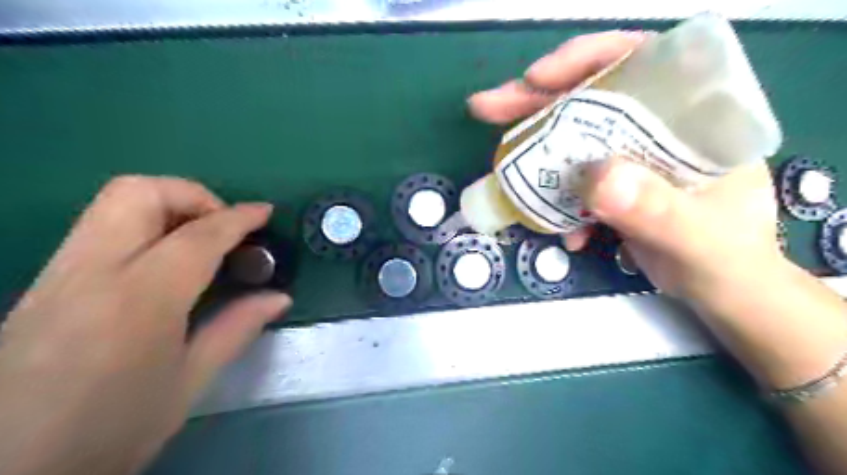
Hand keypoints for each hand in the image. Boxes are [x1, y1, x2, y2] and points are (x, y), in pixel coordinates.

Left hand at [0, 177, 290, 472]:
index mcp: (140, 301)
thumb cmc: (111, 430)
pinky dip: (143, 226)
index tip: (265, 212)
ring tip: (198, 240)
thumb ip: (237, 328)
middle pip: (138, 192)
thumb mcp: (189, 383)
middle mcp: (91, 272)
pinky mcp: (43, 283)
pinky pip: (99, 229)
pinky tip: (163, 262)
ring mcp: (58, 274)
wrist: (3, 474)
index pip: (198, 236)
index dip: (238, 217)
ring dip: (167, 206)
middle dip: (192, 195)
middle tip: (222, 226)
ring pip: (112, 203)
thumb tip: (280, 297)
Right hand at [467, 31, 783, 309]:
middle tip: (488, 107)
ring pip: (572, 138)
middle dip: (536, 100)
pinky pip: (571, 181)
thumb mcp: (697, 237)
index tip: (537, 78)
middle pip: (590, 97)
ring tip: (499, 162)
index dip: (585, 60)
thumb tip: (596, 178)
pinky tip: (562, 231)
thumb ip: (656, 209)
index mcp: (691, 117)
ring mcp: (629, 158)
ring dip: (533, 149)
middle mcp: (656, 128)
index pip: (639, 61)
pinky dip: (555, 201)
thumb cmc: (726, 259)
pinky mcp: (612, 186)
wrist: (720, 290)